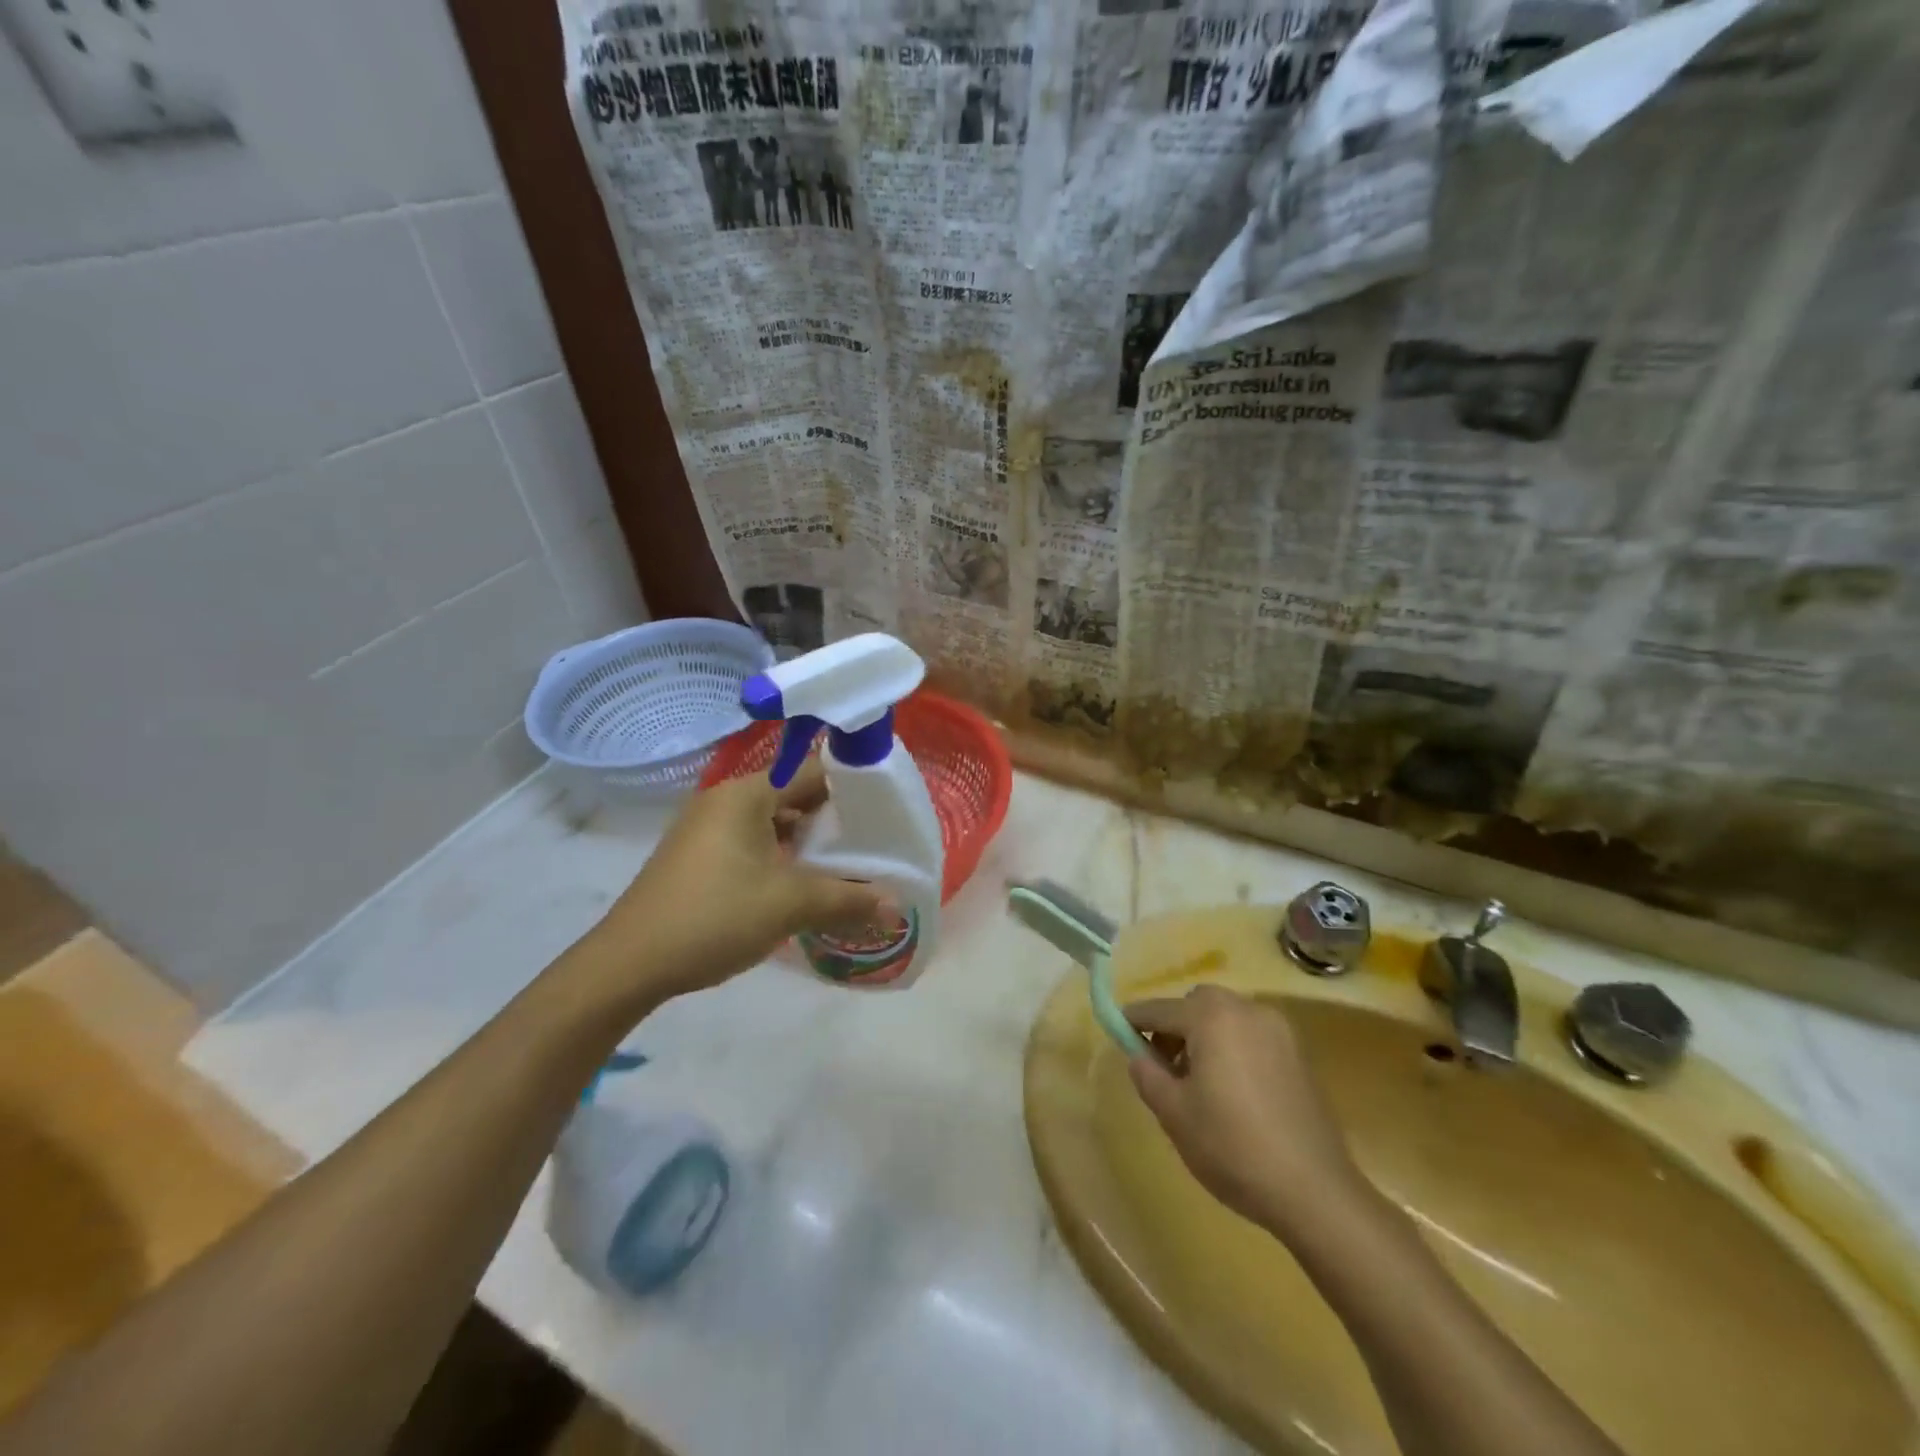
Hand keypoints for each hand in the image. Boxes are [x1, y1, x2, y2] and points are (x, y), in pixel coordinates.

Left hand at [582, 761, 886, 1006]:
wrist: (628, 964)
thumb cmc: (713, 917)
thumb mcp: (789, 905)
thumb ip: (848, 899)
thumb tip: (897, 906)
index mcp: (745, 795)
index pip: (812, 772)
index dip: (852, 788)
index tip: (886, 810)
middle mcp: (725, 801)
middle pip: (793, 797)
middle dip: (833, 821)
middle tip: (874, 843)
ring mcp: (707, 830)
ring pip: (773, 824)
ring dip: (807, 844)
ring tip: (847, 867)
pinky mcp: (698, 858)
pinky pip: (752, 844)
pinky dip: (781, 858)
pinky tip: (803, 886)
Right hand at [1127, 986, 1365, 1235]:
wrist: (1314, 1190)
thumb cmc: (1232, 1147)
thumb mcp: (1174, 1114)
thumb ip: (1147, 1074)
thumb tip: (1138, 1054)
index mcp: (1211, 1017)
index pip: (1159, 1009)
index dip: (1134, 1020)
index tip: (1118, 1032)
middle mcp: (1246, 1010)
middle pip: (1196, 1003)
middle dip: (1174, 1025)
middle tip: (1162, 1064)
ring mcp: (1277, 1030)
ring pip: (1226, 1016)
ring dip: (1203, 1034)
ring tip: (1197, 1080)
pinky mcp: (1298, 1053)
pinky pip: (1250, 1034)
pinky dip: (1232, 1045)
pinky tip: (1231, 1088)